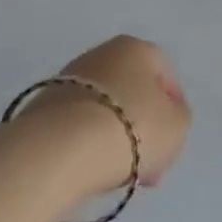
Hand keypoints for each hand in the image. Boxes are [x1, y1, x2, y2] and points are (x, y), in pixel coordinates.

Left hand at [24, 35, 190, 193]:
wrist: (62, 148)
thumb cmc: (132, 128)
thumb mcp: (177, 126)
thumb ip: (178, 116)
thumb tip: (161, 116)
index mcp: (136, 48)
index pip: (165, 75)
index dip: (174, 109)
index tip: (172, 140)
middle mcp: (101, 53)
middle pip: (132, 92)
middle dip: (142, 127)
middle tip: (148, 163)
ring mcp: (68, 78)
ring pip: (105, 109)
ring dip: (115, 137)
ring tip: (118, 172)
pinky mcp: (43, 105)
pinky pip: (78, 124)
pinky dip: (87, 143)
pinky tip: (91, 168)